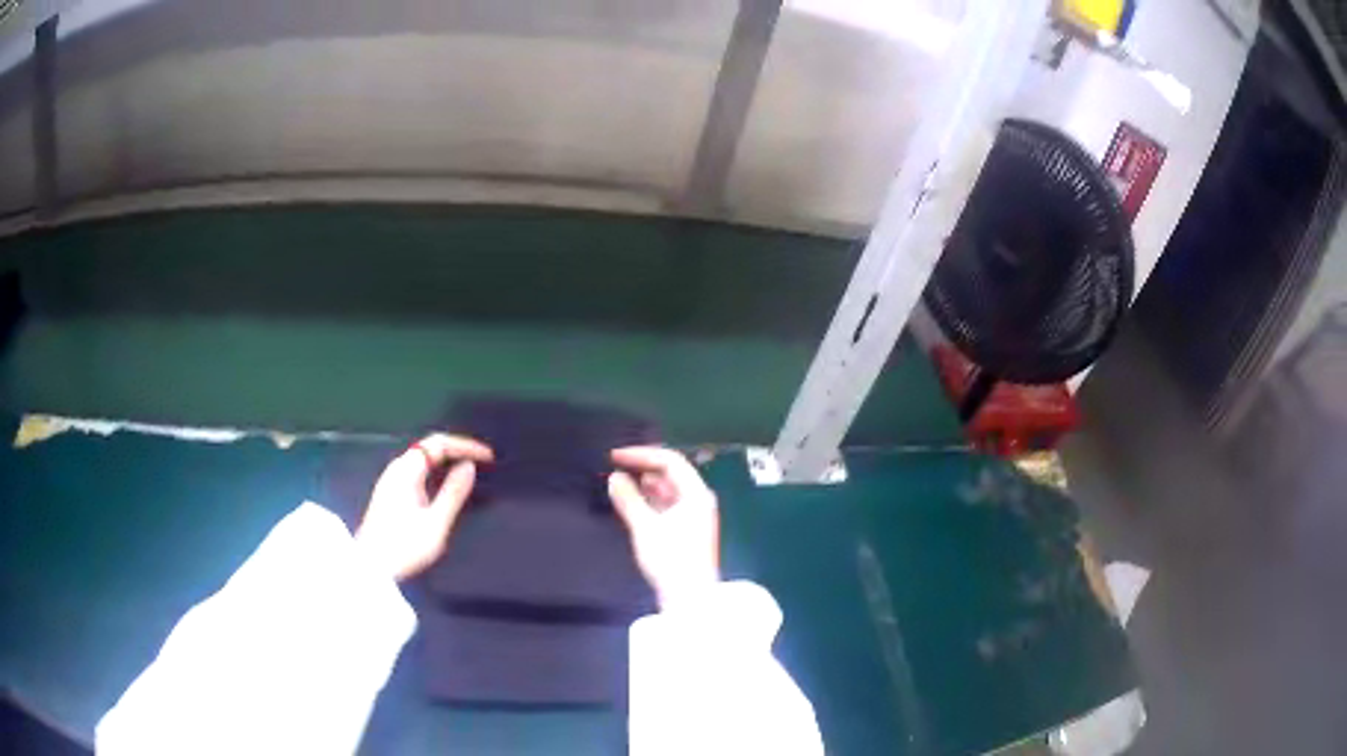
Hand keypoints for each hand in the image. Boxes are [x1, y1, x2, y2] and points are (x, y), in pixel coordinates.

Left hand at [355, 433, 493, 581]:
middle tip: (482, 463)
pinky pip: (417, 472)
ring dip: (446, 461)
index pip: (438, 443)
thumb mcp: (436, 523)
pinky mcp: (390, 495)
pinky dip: (436, 472)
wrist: (372, 569)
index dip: (465, 446)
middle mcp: (397, 470)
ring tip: (469, 473)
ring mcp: (391, 482)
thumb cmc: (404, 547)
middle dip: (457, 450)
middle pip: (429, 448)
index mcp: (406, 471)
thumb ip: (453, 492)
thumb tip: (469, 466)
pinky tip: (446, 487)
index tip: (488, 457)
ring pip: (422, 460)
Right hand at [608, 446, 720, 609]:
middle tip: (615, 467)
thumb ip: (628, 499)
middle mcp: (698, 500)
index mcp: (696, 494)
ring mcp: (693, 516)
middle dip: (642, 468)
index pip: (670, 461)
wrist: (689, 598)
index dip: (641, 454)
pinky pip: (666, 505)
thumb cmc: (670, 559)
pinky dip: (649, 501)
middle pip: (671, 473)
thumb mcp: (645, 526)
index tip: (614, 456)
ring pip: (667, 490)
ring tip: (618, 484)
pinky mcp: (686, 531)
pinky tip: (631, 504)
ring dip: (644, 485)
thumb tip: (615, 477)